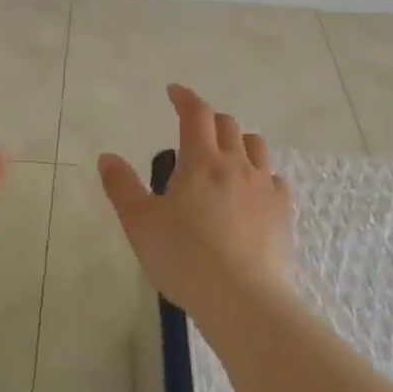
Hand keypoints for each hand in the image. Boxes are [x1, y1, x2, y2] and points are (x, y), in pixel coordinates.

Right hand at [97, 83, 293, 317]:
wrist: (241, 299)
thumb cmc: (183, 257)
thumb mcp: (139, 223)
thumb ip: (122, 187)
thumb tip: (108, 157)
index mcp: (201, 161)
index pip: (196, 114)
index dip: (185, 98)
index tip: (175, 92)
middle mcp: (237, 164)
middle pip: (228, 125)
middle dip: (209, 119)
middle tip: (194, 129)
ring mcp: (265, 187)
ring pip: (256, 146)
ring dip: (239, 141)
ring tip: (227, 155)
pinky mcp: (284, 212)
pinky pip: (276, 179)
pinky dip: (262, 175)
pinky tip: (253, 193)